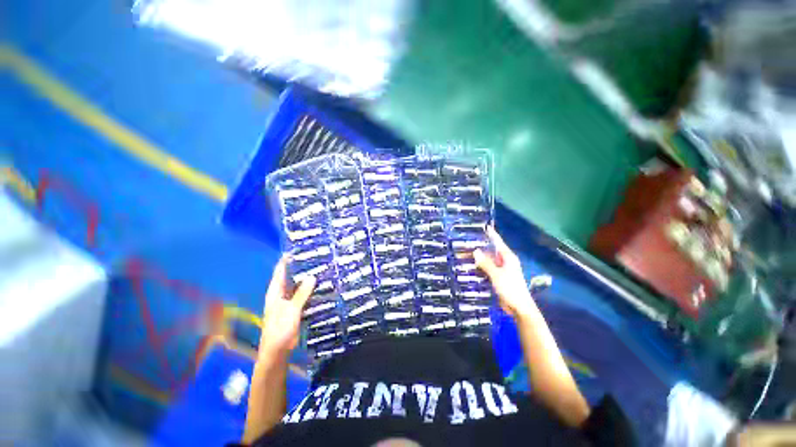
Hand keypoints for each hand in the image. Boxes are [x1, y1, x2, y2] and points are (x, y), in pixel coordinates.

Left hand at [258, 257, 315, 360]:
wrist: (277, 351)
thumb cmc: (280, 329)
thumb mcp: (291, 309)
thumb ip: (302, 293)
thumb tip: (312, 276)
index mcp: (275, 292)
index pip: (280, 271)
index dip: (286, 260)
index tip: (297, 250)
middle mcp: (280, 295)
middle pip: (290, 277)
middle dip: (300, 268)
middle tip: (315, 257)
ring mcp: (287, 302)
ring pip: (297, 287)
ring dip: (306, 279)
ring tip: (320, 269)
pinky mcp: (294, 309)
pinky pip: (303, 296)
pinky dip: (309, 290)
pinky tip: (320, 286)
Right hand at [473, 226, 534, 319]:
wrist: (519, 308)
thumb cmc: (511, 289)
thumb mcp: (497, 275)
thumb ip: (486, 263)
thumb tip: (476, 251)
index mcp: (508, 258)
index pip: (498, 243)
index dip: (492, 235)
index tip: (485, 227)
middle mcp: (505, 262)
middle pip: (491, 252)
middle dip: (480, 248)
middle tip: (467, 243)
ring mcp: (501, 271)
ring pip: (487, 261)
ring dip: (478, 259)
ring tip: (465, 254)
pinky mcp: (497, 279)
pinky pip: (486, 270)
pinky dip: (479, 268)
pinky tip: (470, 267)